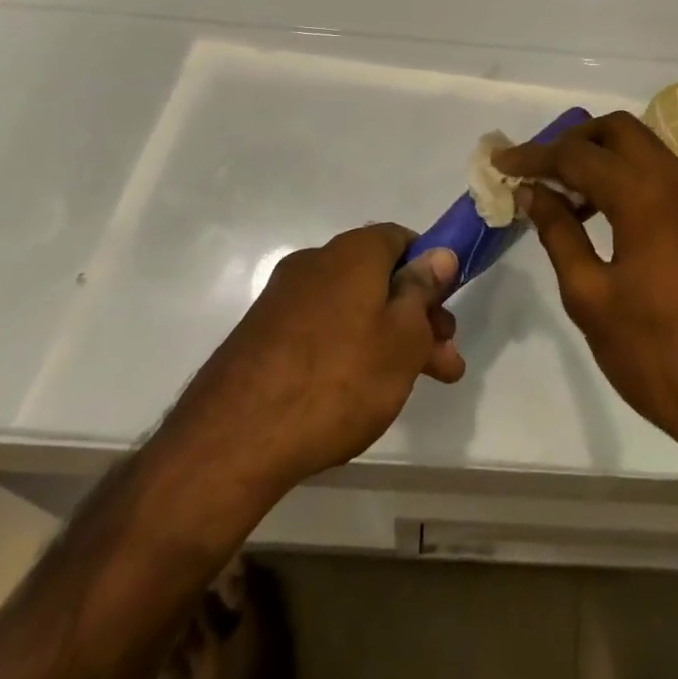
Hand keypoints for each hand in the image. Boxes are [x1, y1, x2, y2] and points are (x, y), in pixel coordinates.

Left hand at [168, 224, 463, 501]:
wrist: (234, 440)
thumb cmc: (338, 378)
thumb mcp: (402, 337)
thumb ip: (423, 292)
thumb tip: (439, 253)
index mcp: (353, 252)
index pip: (401, 238)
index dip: (429, 269)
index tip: (443, 309)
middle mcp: (316, 263)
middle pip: (378, 278)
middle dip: (416, 317)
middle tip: (442, 363)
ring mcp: (282, 299)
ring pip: (351, 309)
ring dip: (386, 339)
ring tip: (408, 388)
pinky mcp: (260, 336)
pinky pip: (319, 332)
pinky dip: (346, 352)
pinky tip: (356, 393)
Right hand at [495, 114, 677, 464]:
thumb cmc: (656, 353)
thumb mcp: (591, 296)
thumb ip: (558, 233)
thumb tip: (532, 191)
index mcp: (645, 194)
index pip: (577, 155)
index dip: (533, 155)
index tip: (499, 161)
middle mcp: (676, 179)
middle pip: (617, 130)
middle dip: (572, 141)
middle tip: (536, 171)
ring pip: (641, 147)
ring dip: (599, 156)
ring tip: (559, 193)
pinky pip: (658, 172)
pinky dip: (624, 174)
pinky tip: (597, 211)